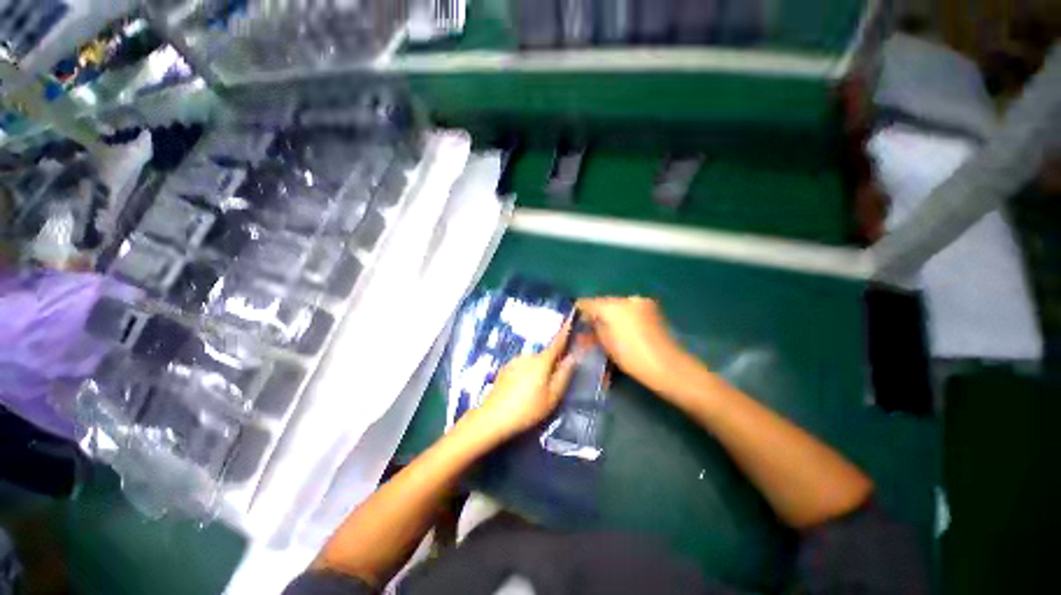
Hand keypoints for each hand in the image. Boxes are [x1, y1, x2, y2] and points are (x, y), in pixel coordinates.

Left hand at [470, 322, 576, 440]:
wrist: (494, 416)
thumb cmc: (528, 408)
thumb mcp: (552, 396)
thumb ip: (564, 375)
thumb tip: (573, 357)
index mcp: (542, 361)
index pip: (557, 343)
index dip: (565, 332)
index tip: (571, 319)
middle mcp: (528, 356)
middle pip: (545, 357)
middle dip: (550, 365)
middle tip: (551, 386)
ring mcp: (514, 361)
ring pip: (532, 363)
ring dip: (537, 371)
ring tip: (533, 393)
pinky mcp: (505, 369)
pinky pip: (521, 367)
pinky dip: (525, 374)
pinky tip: (520, 391)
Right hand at [577, 297, 692, 394]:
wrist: (667, 366)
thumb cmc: (631, 357)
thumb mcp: (606, 344)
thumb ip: (594, 328)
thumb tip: (587, 322)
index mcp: (612, 306)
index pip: (588, 303)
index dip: (579, 311)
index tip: (573, 320)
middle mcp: (626, 299)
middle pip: (603, 303)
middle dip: (595, 313)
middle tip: (587, 327)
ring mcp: (640, 302)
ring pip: (617, 305)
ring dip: (608, 315)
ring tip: (602, 329)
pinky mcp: (651, 308)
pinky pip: (629, 309)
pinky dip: (622, 316)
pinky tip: (619, 328)